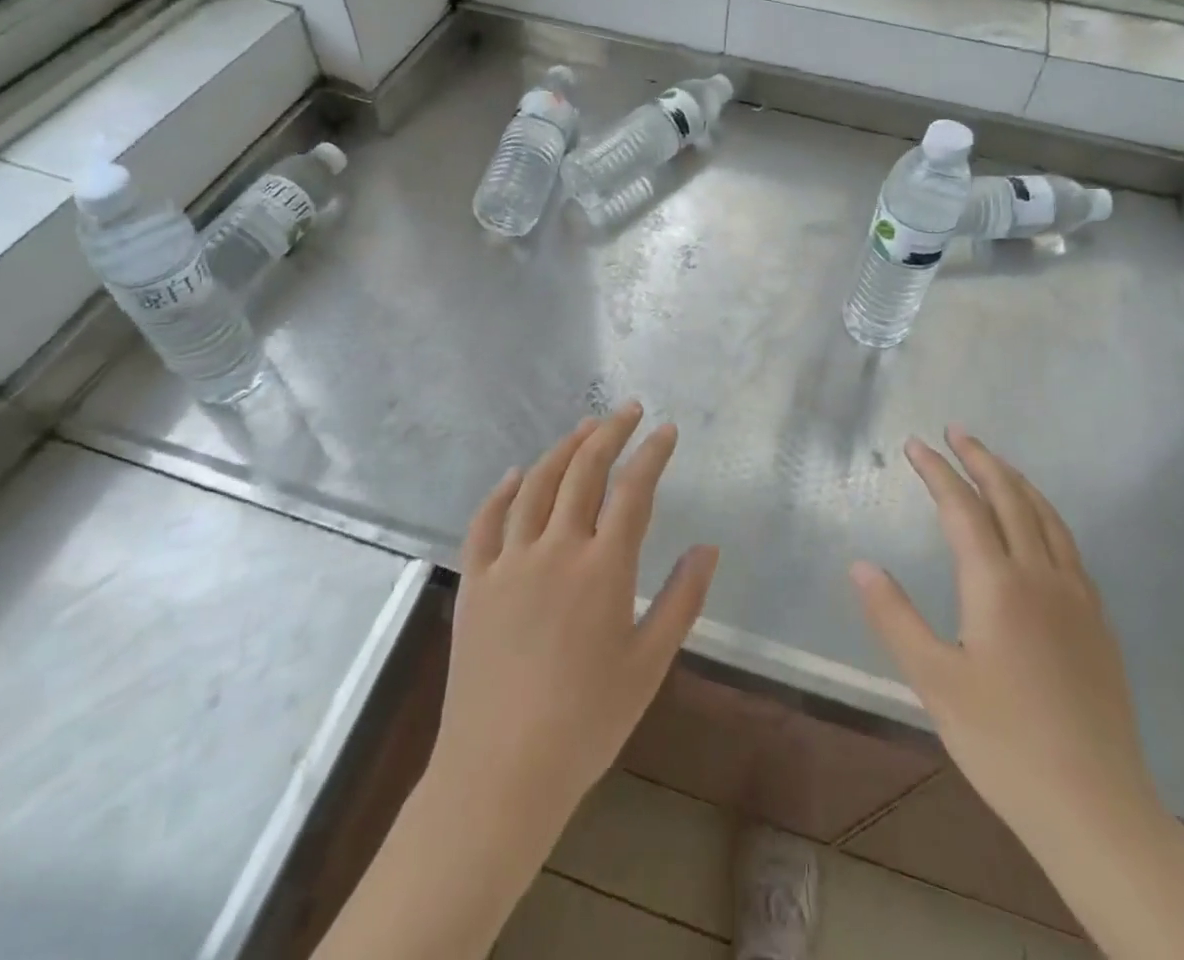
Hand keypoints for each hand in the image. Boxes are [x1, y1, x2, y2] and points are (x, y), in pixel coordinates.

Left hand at [317, 404, 718, 959]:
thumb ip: (681, 599)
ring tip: (584, 428)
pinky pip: (486, 521)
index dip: (652, 453)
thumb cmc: (587, 722)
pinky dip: (503, 490)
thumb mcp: (650, 664)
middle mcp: (555, 549)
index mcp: (603, 568)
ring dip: (563, 448)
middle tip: (628, 410)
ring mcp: (509, 562)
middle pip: (584, 471)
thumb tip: (707, 546)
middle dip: (610, 433)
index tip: (666, 429)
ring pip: (537, 484)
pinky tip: (517, 473)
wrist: (500, 773)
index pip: (633, 490)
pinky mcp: (476, 581)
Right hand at [851, 427, 1158, 852]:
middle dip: (980, 458)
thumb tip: (861, 564)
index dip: (936, 471)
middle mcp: (1040, 576)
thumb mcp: (934, 682)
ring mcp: (1076, 597)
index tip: (914, 444)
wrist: (1097, 808)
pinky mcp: (1097, 621)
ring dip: (1016, 480)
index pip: (962, 507)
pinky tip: (1039, 525)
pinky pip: (1068, 544)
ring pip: (1046, 516)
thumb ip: (894, 617)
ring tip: (994, 461)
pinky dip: (1045, 514)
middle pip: (1009, 497)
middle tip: (956, 431)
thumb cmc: (1004, 743)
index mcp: (997, 584)